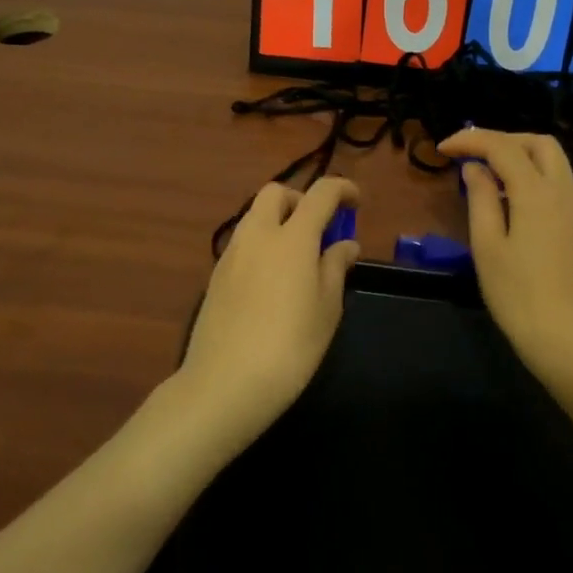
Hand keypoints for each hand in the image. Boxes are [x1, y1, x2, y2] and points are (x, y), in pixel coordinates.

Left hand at [178, 177, 360, 449]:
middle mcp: (258, 234)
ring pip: (255, 215)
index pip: (320, 193)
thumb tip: (345, 243)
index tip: (356, 202)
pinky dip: (262, 244)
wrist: (225, 384)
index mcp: (292, 236)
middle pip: (277, 193)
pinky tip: (272, 280)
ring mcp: (232, 253)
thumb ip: (336, 267)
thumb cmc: (290, 346)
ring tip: (298, 258)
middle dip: (301, 199)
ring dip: (279, 221)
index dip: (342, 189)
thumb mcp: (327, 309)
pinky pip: (243, 242)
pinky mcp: (215, 275)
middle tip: (320, 228)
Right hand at [437, 130, 572, 389]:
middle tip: (471, 154)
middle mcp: (563, 191)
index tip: (442, 149)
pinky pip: (558, 183)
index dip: (470, 140)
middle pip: (538, 143)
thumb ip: (481, 199)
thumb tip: (475, 168)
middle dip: (502, 139)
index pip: (502, 147)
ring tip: (486, 174)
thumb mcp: (488, 246)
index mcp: (537, 192)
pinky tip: (510, 199)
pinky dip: (533, 175)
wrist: (572, 343)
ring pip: (553, 161)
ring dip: (520, 156)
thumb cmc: (520, 297)